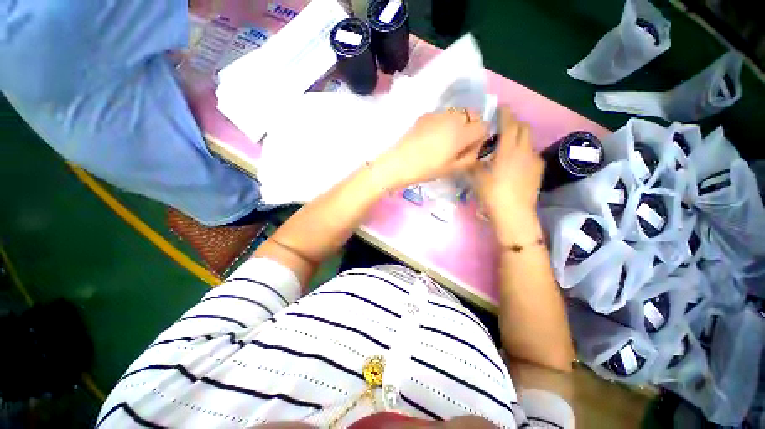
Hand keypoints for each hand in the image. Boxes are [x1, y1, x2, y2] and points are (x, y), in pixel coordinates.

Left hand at [375, 109, 488, 188]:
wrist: (399, 163)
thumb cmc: (426, 170)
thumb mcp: (452, 169)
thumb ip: (470, 157)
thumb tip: (477, 147)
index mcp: (462, 133)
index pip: (483, 126)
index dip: (480, 138)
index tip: (470, 148)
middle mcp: (453, 118)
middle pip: (473, 114)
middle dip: (472, 126)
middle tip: (460, 143)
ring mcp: (438, 114)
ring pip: (458, 112)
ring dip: (458, 123)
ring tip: (445, 139)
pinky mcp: (426, 115)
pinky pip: (443, 114)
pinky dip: (445, 122)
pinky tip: (433, 136)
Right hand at [473, 108, 543, 230]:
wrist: (514, 213)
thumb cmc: (492, 194)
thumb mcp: (476, 177)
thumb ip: (473, 161)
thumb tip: (468, 152)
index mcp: (508, 150)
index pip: (509, 124)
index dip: (504, 113)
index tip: (498, 109)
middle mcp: (524, 150)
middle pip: (523, 127)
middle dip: (513, 122)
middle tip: (501, 127)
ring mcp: (534, 159)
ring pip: (528, 140)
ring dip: (518, 137)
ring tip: (506, 146)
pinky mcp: (538, 169)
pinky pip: (530, 153)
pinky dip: (522, 150)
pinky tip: (514, 162)